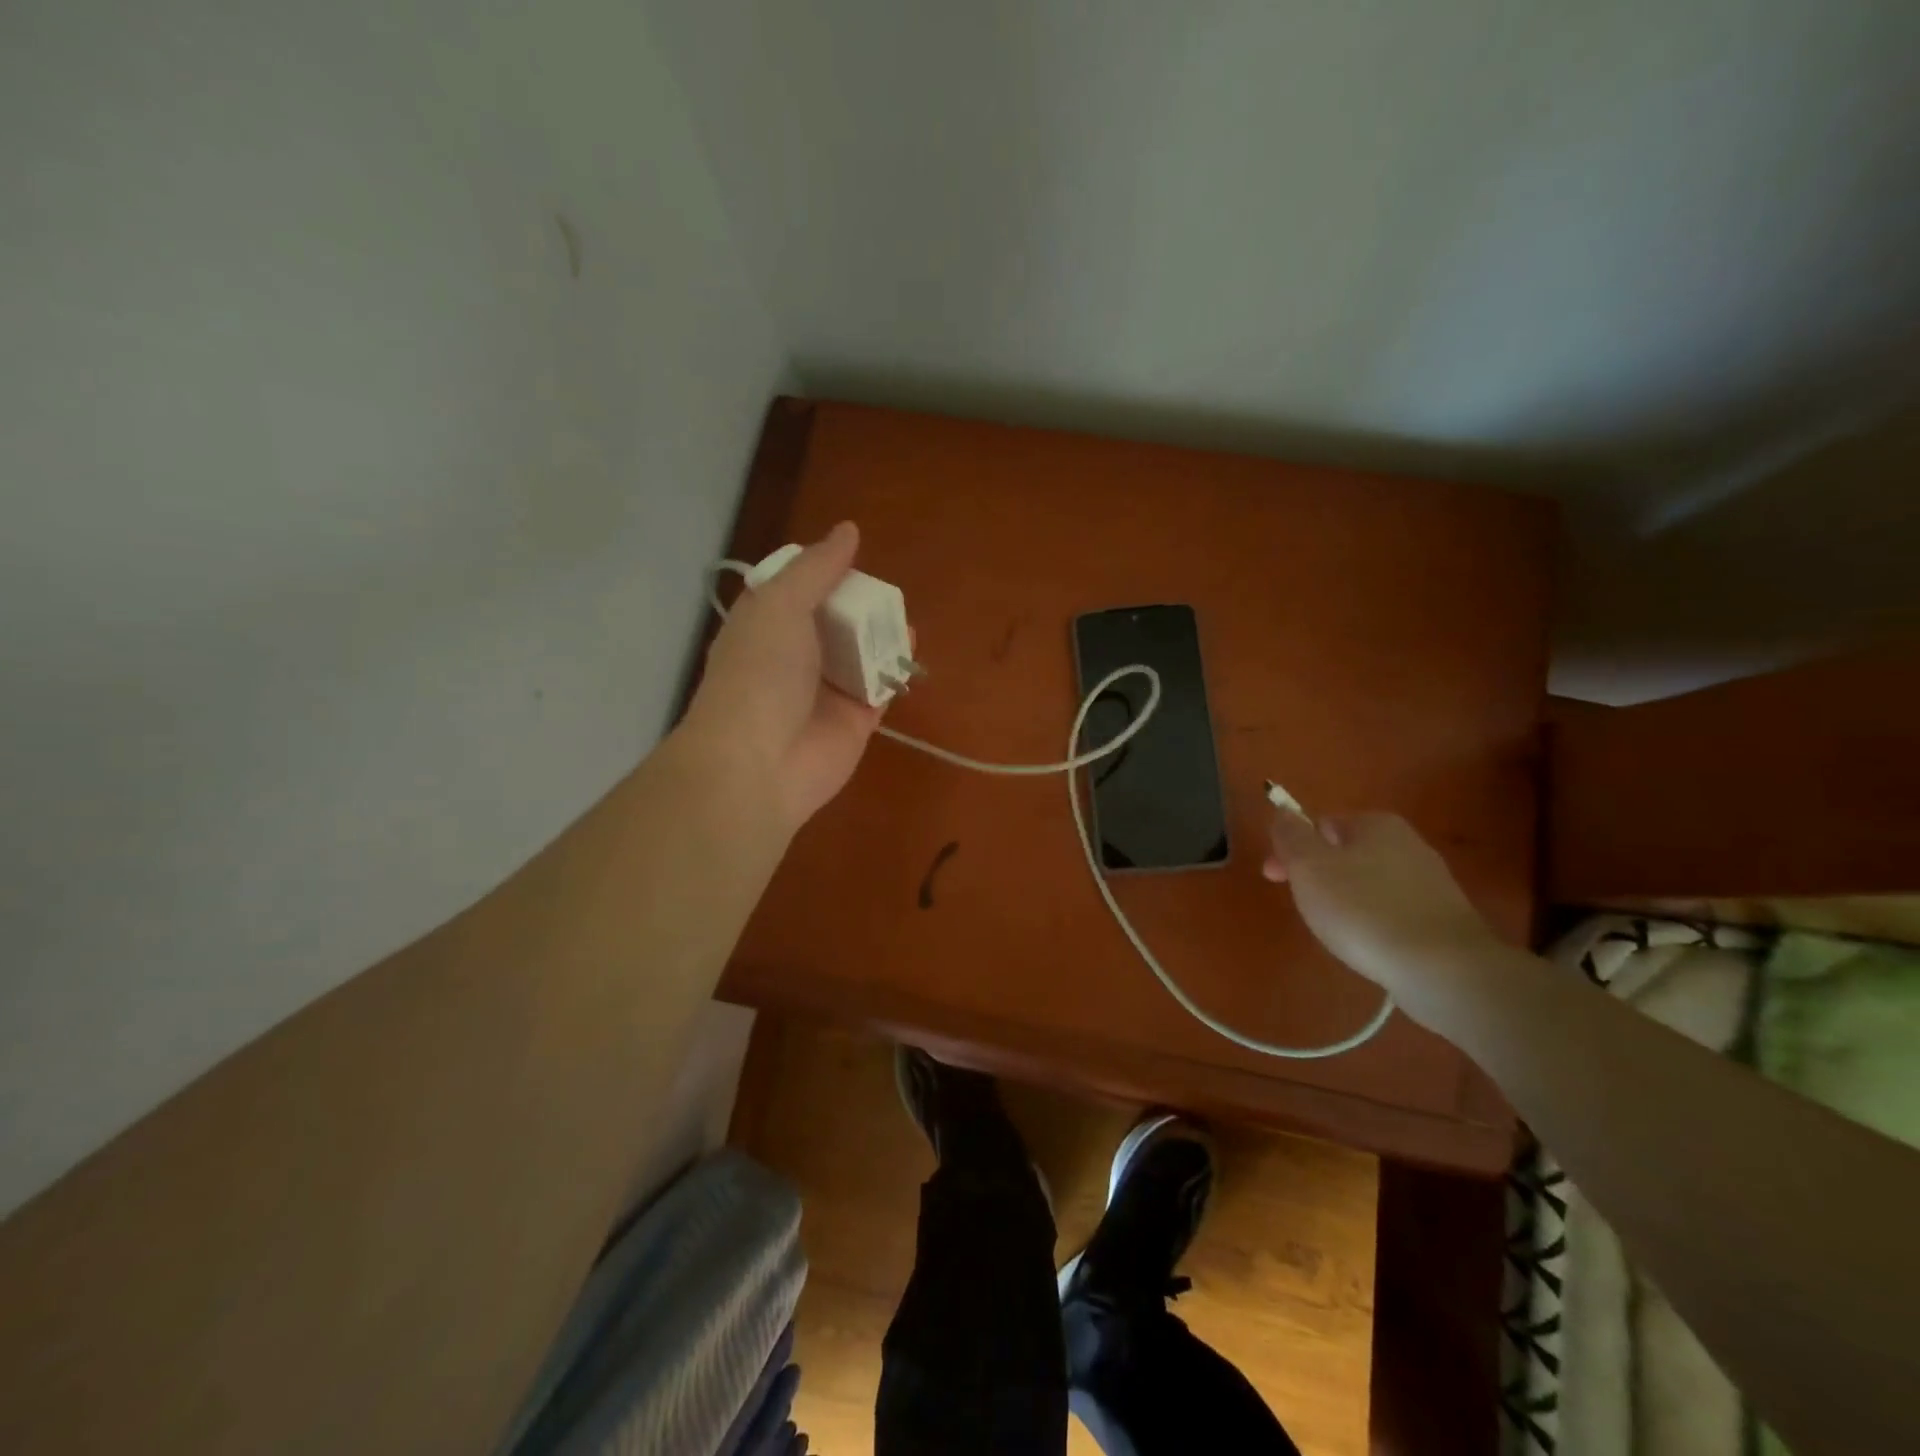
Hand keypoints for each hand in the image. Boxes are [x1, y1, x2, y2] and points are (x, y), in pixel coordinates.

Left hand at [684, 522, 883, 832]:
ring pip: (860, 655)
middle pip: (833, 623)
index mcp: (765, 627)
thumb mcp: (781, 604)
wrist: (759, 763)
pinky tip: (910, 648)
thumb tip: (849, 530)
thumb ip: (817, 568)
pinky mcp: (855, 722)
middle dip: (858, 606)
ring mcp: (825, 693)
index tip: (848, 559)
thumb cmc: (760, 673)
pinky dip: (895, 669)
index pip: (795, 592)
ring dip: (880, 636)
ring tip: (902, 617)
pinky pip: (880, 689)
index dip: (820, 574)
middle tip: (882, 591)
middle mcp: (794, 658)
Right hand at [1263, 808, 1500, 1019]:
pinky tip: (1369, 945)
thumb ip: (1290, 835)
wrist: (1444, 969)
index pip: (1319, 825)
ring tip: (1336, 931)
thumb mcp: (1309, 866)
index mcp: (1376, 823)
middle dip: (1318, 876)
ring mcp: (1431, 882)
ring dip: (1345, 900)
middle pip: (1344, 853)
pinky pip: (1393, 911)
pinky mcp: (1444, 919)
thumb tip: (1283, 813)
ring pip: (1368, 883)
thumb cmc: (1364, 909)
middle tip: (1305, 907)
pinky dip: (1373, 922)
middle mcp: (1408, 843)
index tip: (1275, 879)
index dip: (1291, 849)